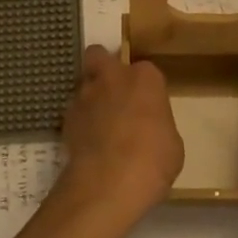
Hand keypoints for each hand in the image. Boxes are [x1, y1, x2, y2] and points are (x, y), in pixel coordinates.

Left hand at [55, 46, 184, 225]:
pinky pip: (74, 111)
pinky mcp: (66, 117)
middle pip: (100, 55)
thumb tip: (148, 129)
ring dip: (90, 97)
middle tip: (113, 92)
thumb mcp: (171, 143)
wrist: (109, 182)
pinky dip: (80, 121)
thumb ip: (158, 125)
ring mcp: (85, 94)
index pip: (146, 71)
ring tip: (99, 124)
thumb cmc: (153, 160)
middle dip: (104, 67)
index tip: (148, 106)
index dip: (145, 88)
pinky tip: (88, 142)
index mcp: (145, 78)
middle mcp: (112, 77)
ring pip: (84, 83)